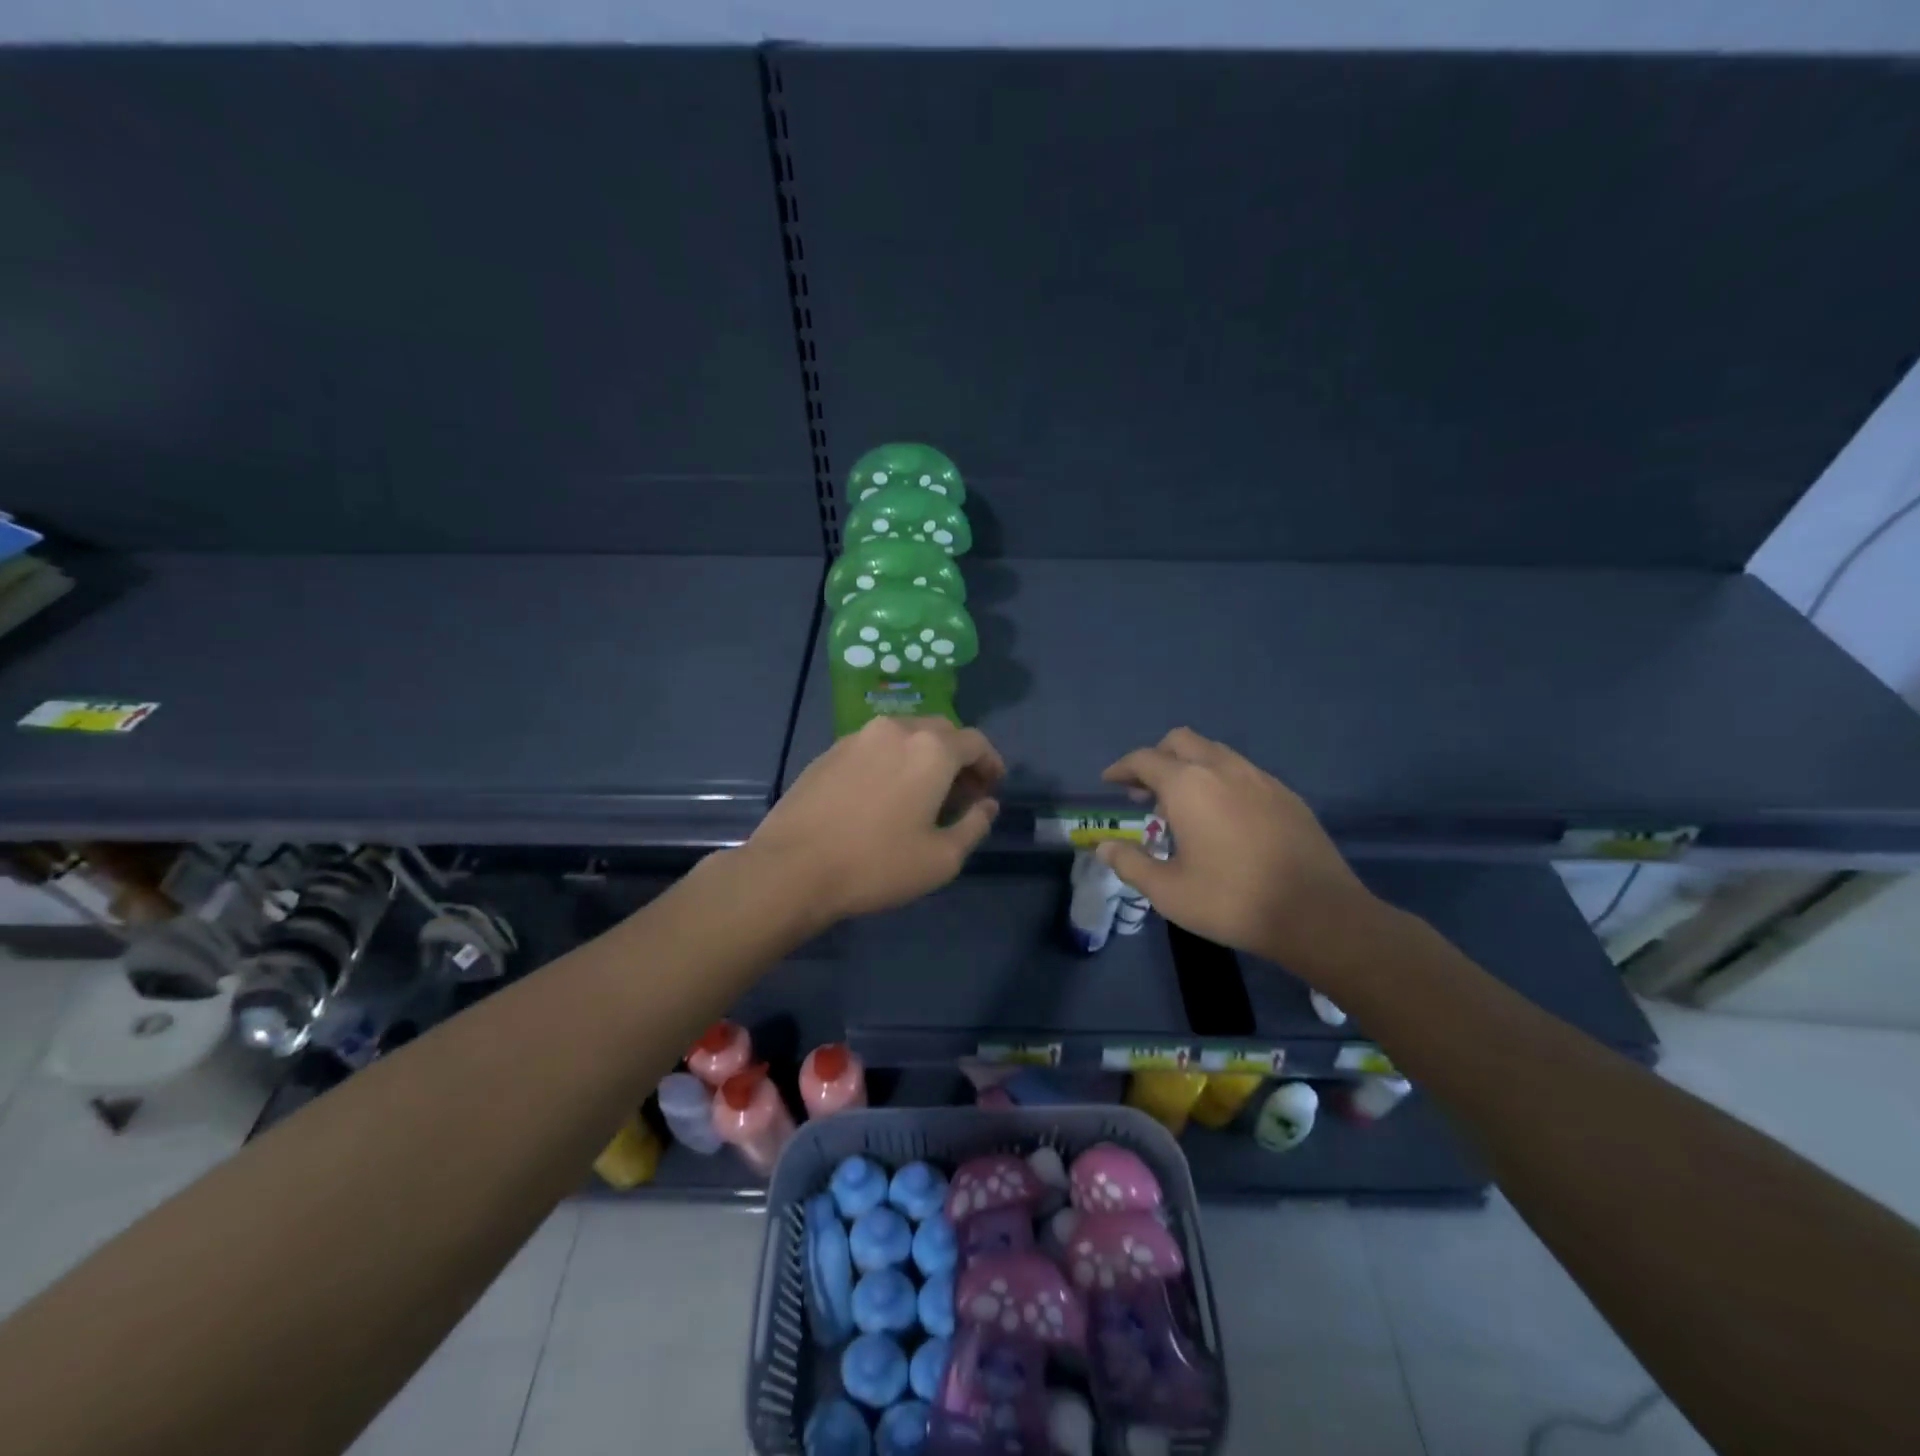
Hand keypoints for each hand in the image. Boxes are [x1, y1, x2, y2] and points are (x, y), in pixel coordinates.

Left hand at [747, 717, 1003, 925]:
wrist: (792, 868)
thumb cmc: (877, 865)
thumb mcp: (942, 858)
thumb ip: (974, 826)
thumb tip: (987, 805)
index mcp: (931, 749)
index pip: (975, 742)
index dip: (990, 763)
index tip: (991, 788)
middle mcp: (896, 730)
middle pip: (941, 730)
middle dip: (958, 756)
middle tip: (961, 791)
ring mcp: (858, 737)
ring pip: (905, 735)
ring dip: (923, 756)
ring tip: (922, 793)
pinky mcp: (829, 751)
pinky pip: (875, 746)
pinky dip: (892, 760)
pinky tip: (884, 793)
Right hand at [1096, 728, 1378, 969]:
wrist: (1317, 914)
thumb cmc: (1231, 900)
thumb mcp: (1168, 891)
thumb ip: (1131, 864)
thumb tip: (1104, 847)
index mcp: (1188, 786)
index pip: (1144, 759)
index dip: (1122, 768)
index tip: (1110, 782)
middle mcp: (1223, 769)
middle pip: (1180, 741)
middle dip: (1156, 758)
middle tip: (1144, 792)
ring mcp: (1260, 779)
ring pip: (1215, 752)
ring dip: (1190, 767)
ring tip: (1183, 807)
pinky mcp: (1286, 795)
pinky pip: (1242, 771)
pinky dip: (1220, 780)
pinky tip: (1224, 817)